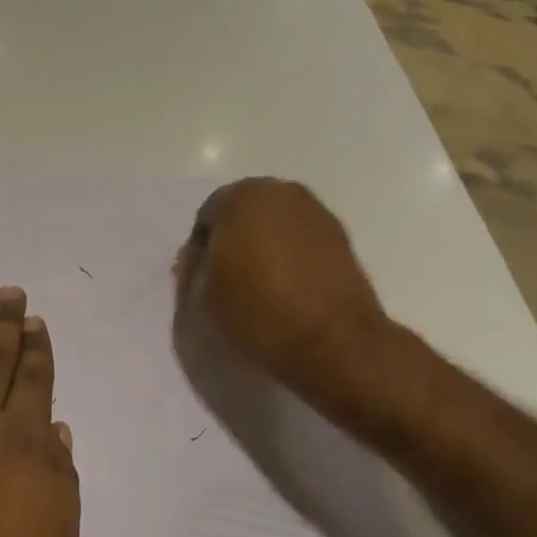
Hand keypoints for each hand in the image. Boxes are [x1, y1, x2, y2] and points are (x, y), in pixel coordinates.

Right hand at [176, 178, 388, 384]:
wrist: (335, 344)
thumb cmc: (258, 314)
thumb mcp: (201, 298)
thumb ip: (194, 269)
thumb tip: (201, 259)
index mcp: (241, 198)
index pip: (206, 218)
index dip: (199, 253)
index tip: (200, 283)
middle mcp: (281, 193)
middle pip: (243, 214)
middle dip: (233, 242)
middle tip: (228, 282)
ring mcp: (316, 213)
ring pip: (275, 226)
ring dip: (264, 248)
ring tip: (260, 288)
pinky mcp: (342, 238)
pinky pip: (301, 242)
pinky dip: (291, 258)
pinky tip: (288, 289)